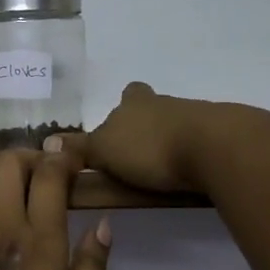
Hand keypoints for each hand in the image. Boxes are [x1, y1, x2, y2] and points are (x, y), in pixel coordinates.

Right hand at [54, 82, 237, 193]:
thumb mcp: (104, 150)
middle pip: (154, 109)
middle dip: (147, 127)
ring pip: (178, 124)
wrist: (215, 147)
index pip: (130, 95)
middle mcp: (165, 103)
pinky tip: (190, 174)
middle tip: (139, 155)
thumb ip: (79, 149)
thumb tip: (48, 142)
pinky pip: (201, 142)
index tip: (121, 126)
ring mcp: (197, 116)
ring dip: (171, 142)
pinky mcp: (222, 136)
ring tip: (163, 173)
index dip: (126, 105)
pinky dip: (194, 155)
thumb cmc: (150, 146)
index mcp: (135, 103)